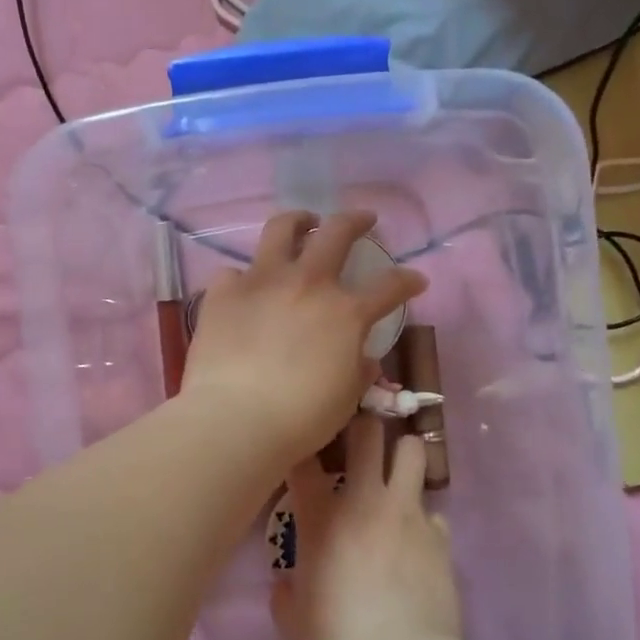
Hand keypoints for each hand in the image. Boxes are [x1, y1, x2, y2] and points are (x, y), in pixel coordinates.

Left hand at [182, 211, 425, 464]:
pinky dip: (244, 278)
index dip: (408, 281)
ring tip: (304, 223)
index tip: (416, 280)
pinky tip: (246, 289)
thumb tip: (364, 359)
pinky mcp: (223, 292)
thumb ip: (358, 370)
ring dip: (299, 221)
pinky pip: (234, 272)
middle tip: (363, 220)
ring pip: (281, 229)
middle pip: (338, 232)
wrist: (234, 419)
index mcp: (346, 312)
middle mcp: (307, 283)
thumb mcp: (346, 398)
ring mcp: (262, 281)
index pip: (390, 286)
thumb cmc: (300, 417)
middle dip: (356, 220)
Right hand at [271, 417, 461, 639]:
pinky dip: (423, 519)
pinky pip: (433, 510)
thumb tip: (285, 585)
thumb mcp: (293, 621)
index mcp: (321, 516)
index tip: (303, 453)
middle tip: (359, 444)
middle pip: (368, 431)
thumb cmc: (337, 639)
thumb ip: (285, 593)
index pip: (305, 458)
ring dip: (402, 457)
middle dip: (363, 427)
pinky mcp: (440, 534)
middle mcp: (366, 499)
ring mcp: (408, 512)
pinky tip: (417, 541)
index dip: (303, 447)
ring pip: (412, 450)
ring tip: (396, 476)